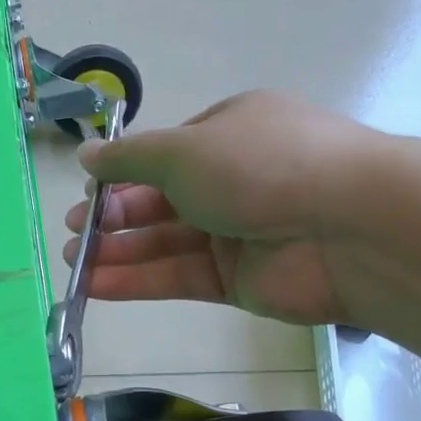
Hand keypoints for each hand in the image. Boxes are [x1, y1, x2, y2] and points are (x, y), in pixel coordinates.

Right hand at [66, 90, 386, 326]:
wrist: (347, 228)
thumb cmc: (260, 166)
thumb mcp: (183, 149)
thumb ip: (130, 159)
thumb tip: (87, 155)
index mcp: (229, 133)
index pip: (165, 155)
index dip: (122, 175)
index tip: (87, 193)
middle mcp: (233, 180)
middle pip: (161, 201)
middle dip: (114, 218)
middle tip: (73, 234)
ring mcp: (236, 232)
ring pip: (165, 242)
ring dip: (118, 252)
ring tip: (74, 263)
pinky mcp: (238, 280)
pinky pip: (179, 277)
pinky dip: (138, 281)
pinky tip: (96, 287)